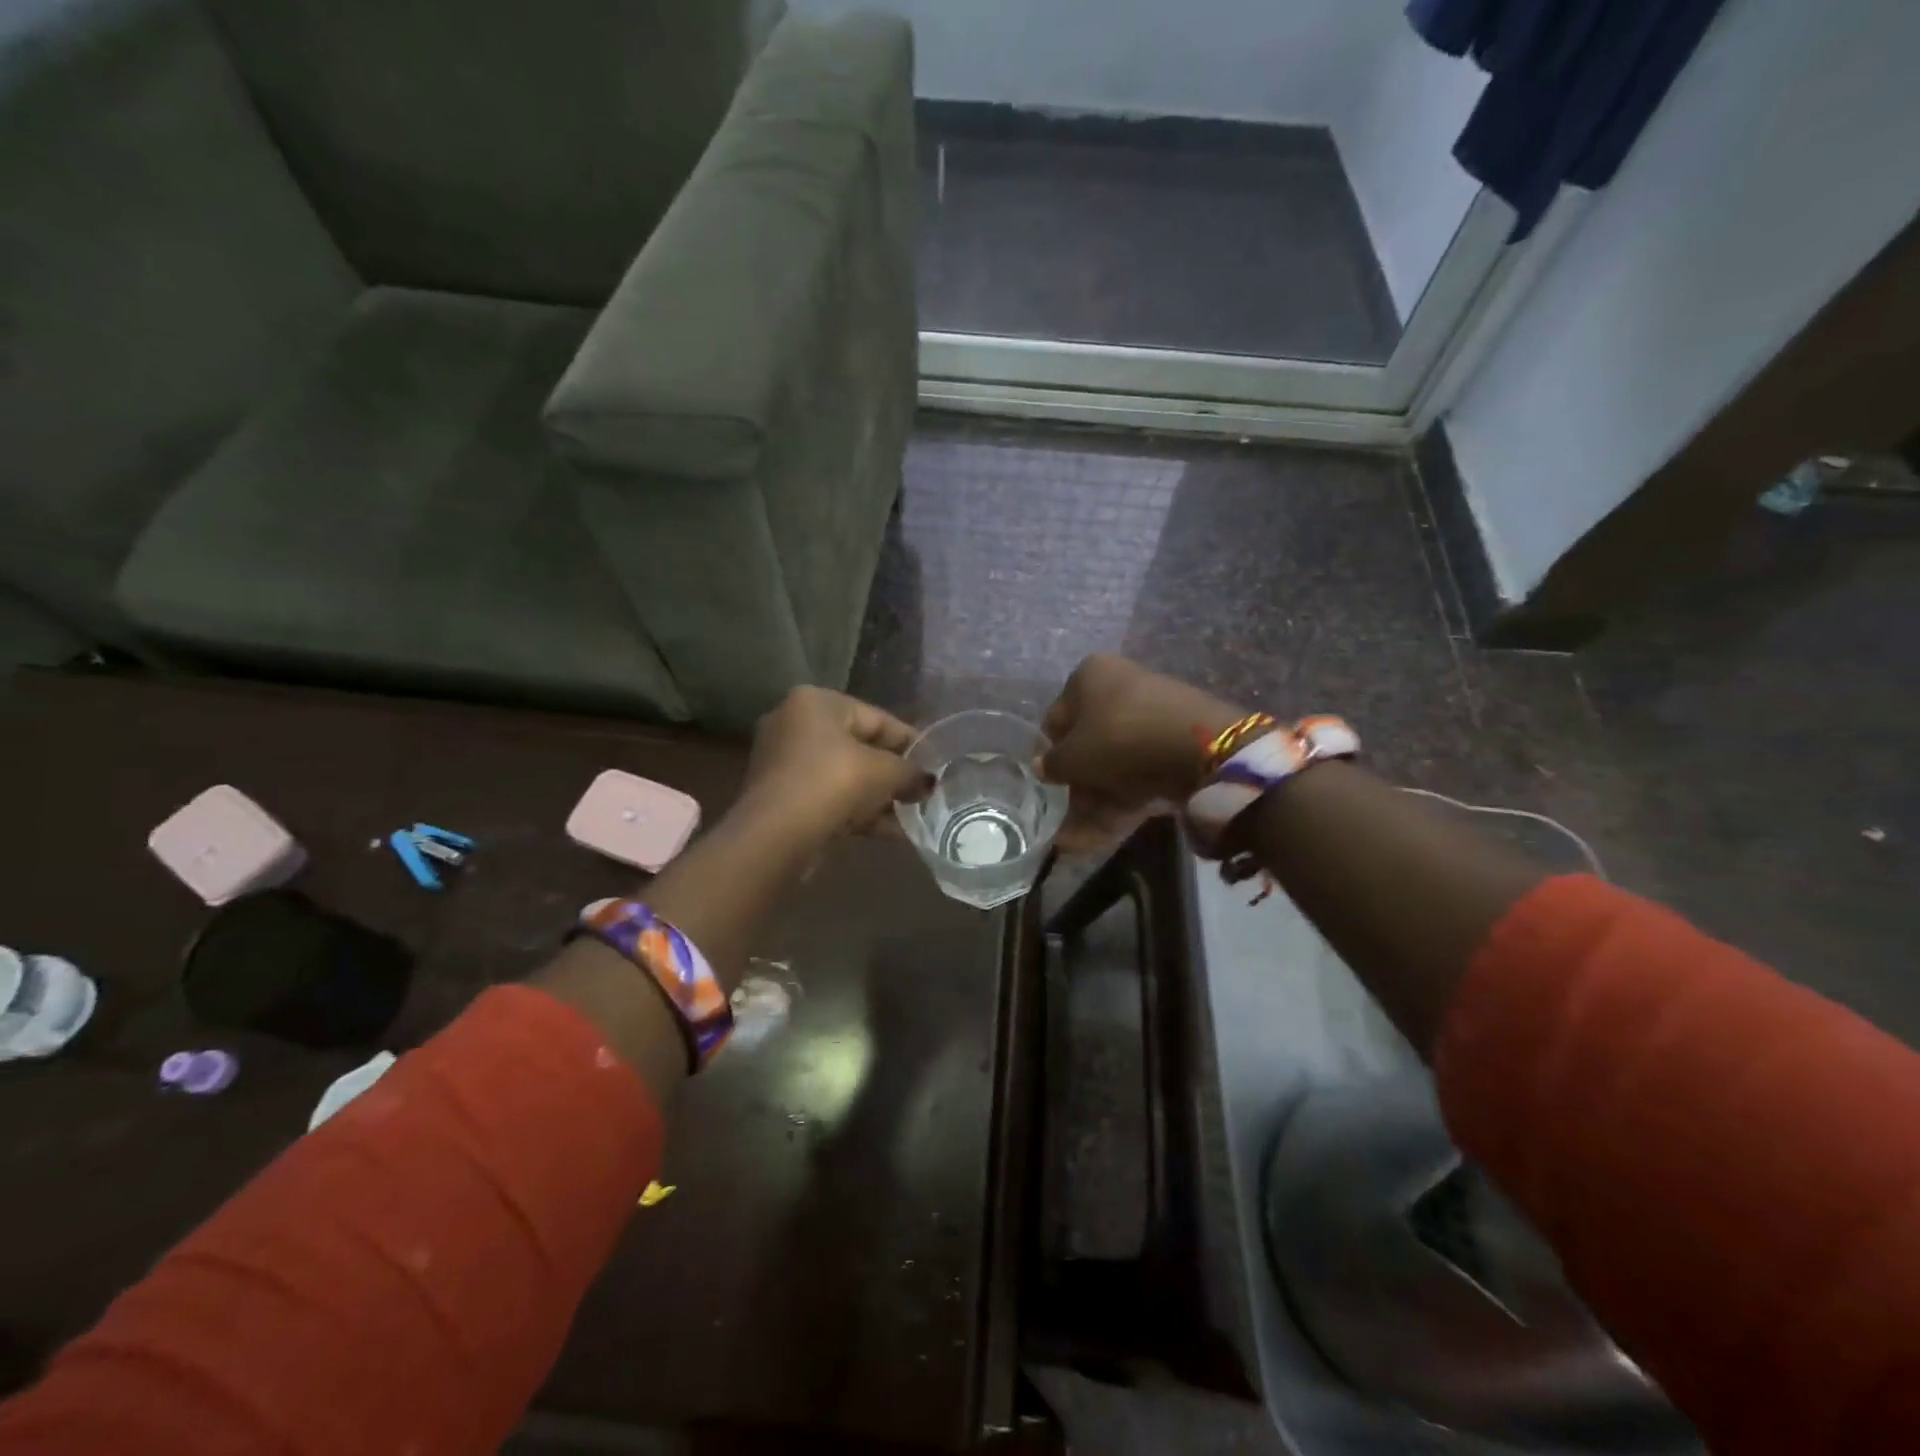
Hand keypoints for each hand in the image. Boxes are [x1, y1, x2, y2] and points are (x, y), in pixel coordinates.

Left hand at [741, 686, 928, 843]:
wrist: (777, 835)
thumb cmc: (833, 783)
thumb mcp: (885, 772)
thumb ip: (911, 772)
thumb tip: (928, 782)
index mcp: (816, 702)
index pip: (877, 718)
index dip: (911, 742)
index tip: (935, 764)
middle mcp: (795, 724)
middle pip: (860, 747)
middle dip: (893, 773)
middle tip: (923, 792)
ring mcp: (784, 763)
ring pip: (845, 776)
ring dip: (879, 797)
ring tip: (913, 815)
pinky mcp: (782, 798)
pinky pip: (829, 798)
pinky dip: (857, 811)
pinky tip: (891, 832)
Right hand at [1041, 655, 1243, 848]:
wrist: (1201, 747)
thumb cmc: (1119, 738)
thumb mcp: (1072, 756)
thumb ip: (1052, 764)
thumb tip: (1042, 766)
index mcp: (1089, 674)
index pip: (1057, 718)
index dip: (1051, 755)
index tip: (1051, 785)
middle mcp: (1120, 683)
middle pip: (1089, 741)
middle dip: (1077, 783)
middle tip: (1067, 818)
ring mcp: (1153, 710)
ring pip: (1115, 761)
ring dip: (1097, 799)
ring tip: (1079, 839)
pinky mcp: (1177, 739)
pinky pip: (1141, 770)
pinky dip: (1124, 798)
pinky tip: (1108, 830)